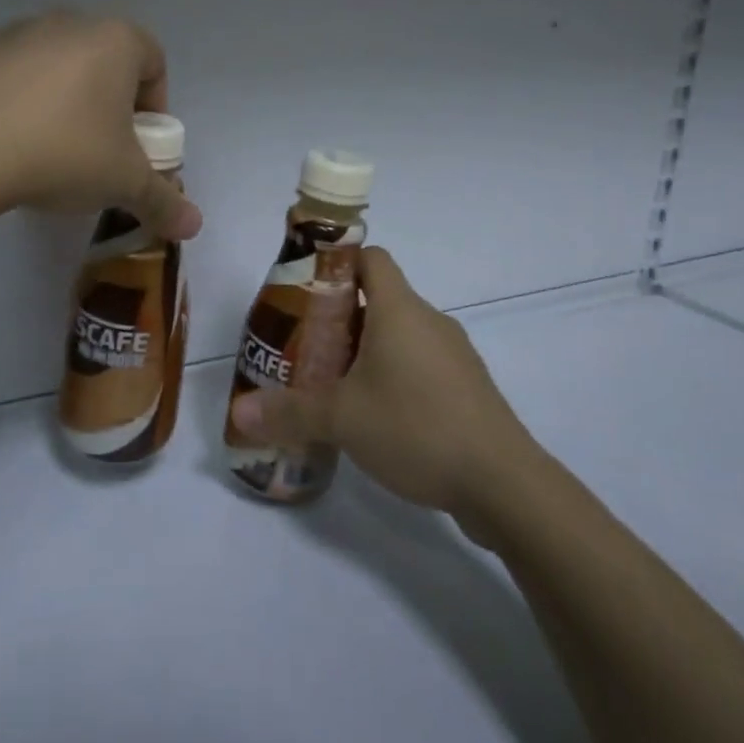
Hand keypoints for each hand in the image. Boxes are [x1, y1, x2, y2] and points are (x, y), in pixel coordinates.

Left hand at [0, 12, 203, 241]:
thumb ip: (165, 201)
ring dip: (64, 97)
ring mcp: (18, 32)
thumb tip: (194, 227)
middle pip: (106, 62)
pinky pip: (13, 73)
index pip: (154, 64)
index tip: (139, 146)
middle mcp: (70, 22)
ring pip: (58, 64)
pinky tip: (9, 137)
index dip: (154, 108)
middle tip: (99, 149)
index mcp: (116, 40)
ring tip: (50, 147)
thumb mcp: (125, 183)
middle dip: (109, 103)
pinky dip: (19, 97)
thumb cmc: (66, 153)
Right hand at [230, 247, 535, 524]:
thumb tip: (239, 412)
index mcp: (400, 310)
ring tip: (332, 383)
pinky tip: (375, 415)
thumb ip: (288, 411)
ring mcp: (454, 355)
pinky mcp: (467, 388)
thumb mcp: (342, 419)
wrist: (505, 484)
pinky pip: (420, 364)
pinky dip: (394, 375)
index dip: (337, 263)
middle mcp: (429, 321)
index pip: (370, 258)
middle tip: (305, 345)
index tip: (306, 288)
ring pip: (400, 334)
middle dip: (339, 317)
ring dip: (366, 349)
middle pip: (379, 298)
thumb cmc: (417, 428)